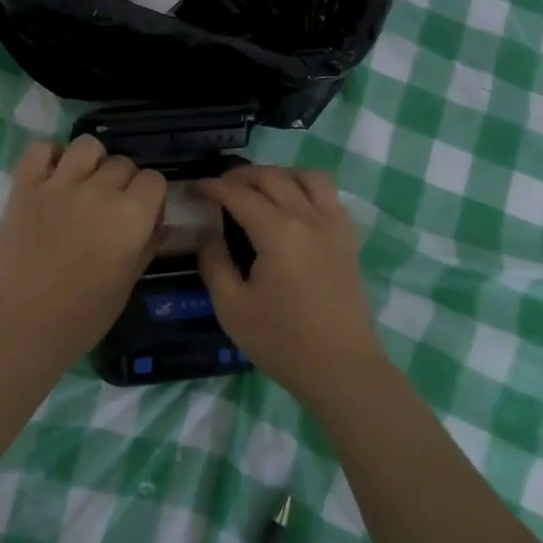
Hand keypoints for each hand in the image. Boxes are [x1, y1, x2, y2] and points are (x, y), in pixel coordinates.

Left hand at [0, 136, 166, 361]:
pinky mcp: (25, 187)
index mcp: (131, 215)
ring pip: (87, 145)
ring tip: (84, 183)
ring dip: (92, 161)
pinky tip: (53, 175)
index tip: (141, 214)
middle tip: (110, 207)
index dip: (150, 196)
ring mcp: (59, 185)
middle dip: (123, 182)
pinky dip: (48, 155)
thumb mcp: (129, 282)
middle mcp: (99, 190)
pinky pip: (40, 149)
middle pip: (122, 163)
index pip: (154, 180)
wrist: (25, 325)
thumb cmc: (85, 315)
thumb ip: (148, 244)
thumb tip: (158, 221)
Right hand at [197, 166, 384, 402]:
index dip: (212, 187)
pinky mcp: (348, 239)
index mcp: (278, 232)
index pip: (239, 194)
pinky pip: (330, 196)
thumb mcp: (231, 307)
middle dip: (240, 175)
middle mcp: (308, 218)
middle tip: (218, 188)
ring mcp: (334, 226)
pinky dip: (306, 189)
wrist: (341, 368)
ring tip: (259, 189)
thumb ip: (214, 262)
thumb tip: (207, 231)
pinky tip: (293, 207)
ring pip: (308, 177)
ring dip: (279, 174)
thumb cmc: (281, 341)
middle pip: (272, 177)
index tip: (193, 189)